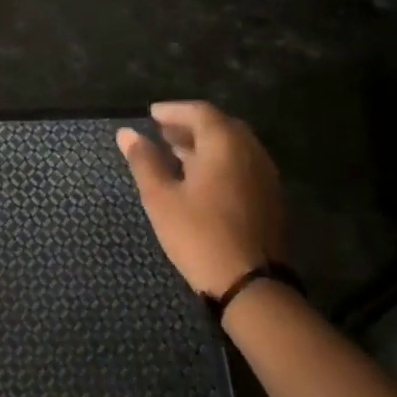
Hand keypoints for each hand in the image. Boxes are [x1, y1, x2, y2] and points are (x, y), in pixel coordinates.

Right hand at [117, 102, 284, 296]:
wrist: (252, 286)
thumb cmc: (199, 235)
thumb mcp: (161, 197)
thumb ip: (144, 161)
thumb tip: (126, 133)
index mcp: (224, 144)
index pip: (199, 111)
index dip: (173, 110)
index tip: (151, 115)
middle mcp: (250, 152)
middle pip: (220, 126)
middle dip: (190, 126)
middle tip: (162, 133)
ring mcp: (264, 176)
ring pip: (233, 147)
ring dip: (205, 145)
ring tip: (176, 155)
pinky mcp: (270, 199)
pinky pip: (242, 166)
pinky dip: (219, 162)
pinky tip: (200, 180)